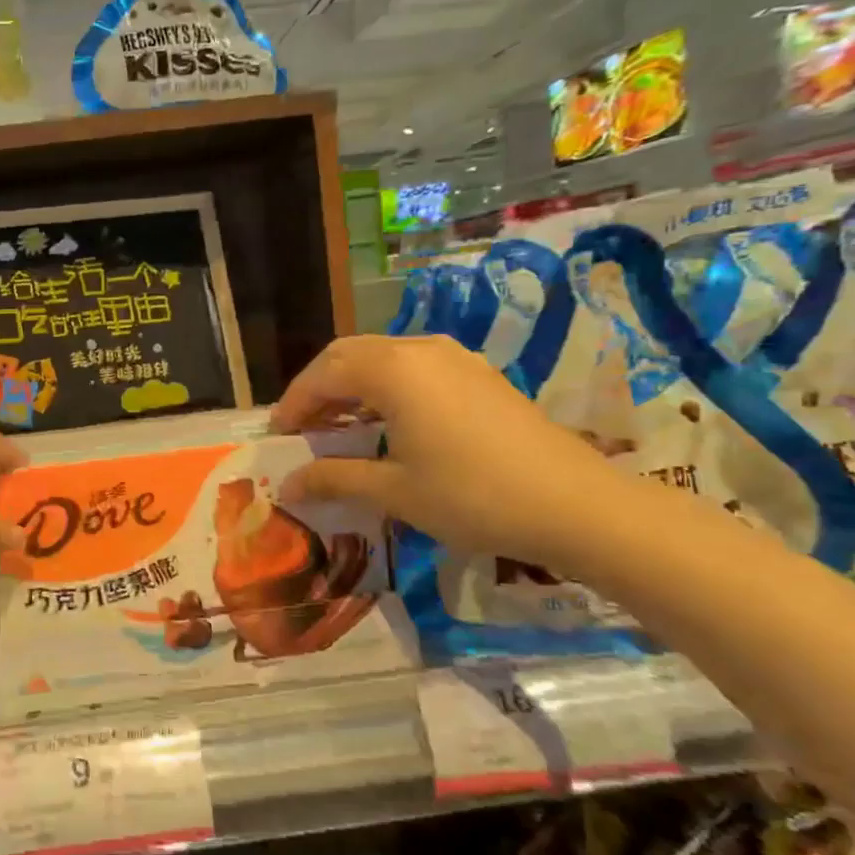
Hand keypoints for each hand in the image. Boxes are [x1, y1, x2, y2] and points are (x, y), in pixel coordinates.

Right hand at [271, 335, 631, 569]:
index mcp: (392, 371)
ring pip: (381, 356)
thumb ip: (334, 479)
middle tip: (303, 428)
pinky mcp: (477, 373)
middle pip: (348, 354)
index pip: (322, 375)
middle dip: (318, 388)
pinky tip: (388, 422)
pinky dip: (384, 386)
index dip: (293, 404)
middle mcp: (419, 350)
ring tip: (340, 426)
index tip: (279, 437)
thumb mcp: (394, 492)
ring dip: (351, 385)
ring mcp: (453, 357)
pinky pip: (412, 366)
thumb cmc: (473, 497)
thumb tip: (286, 486)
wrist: (576, 504)